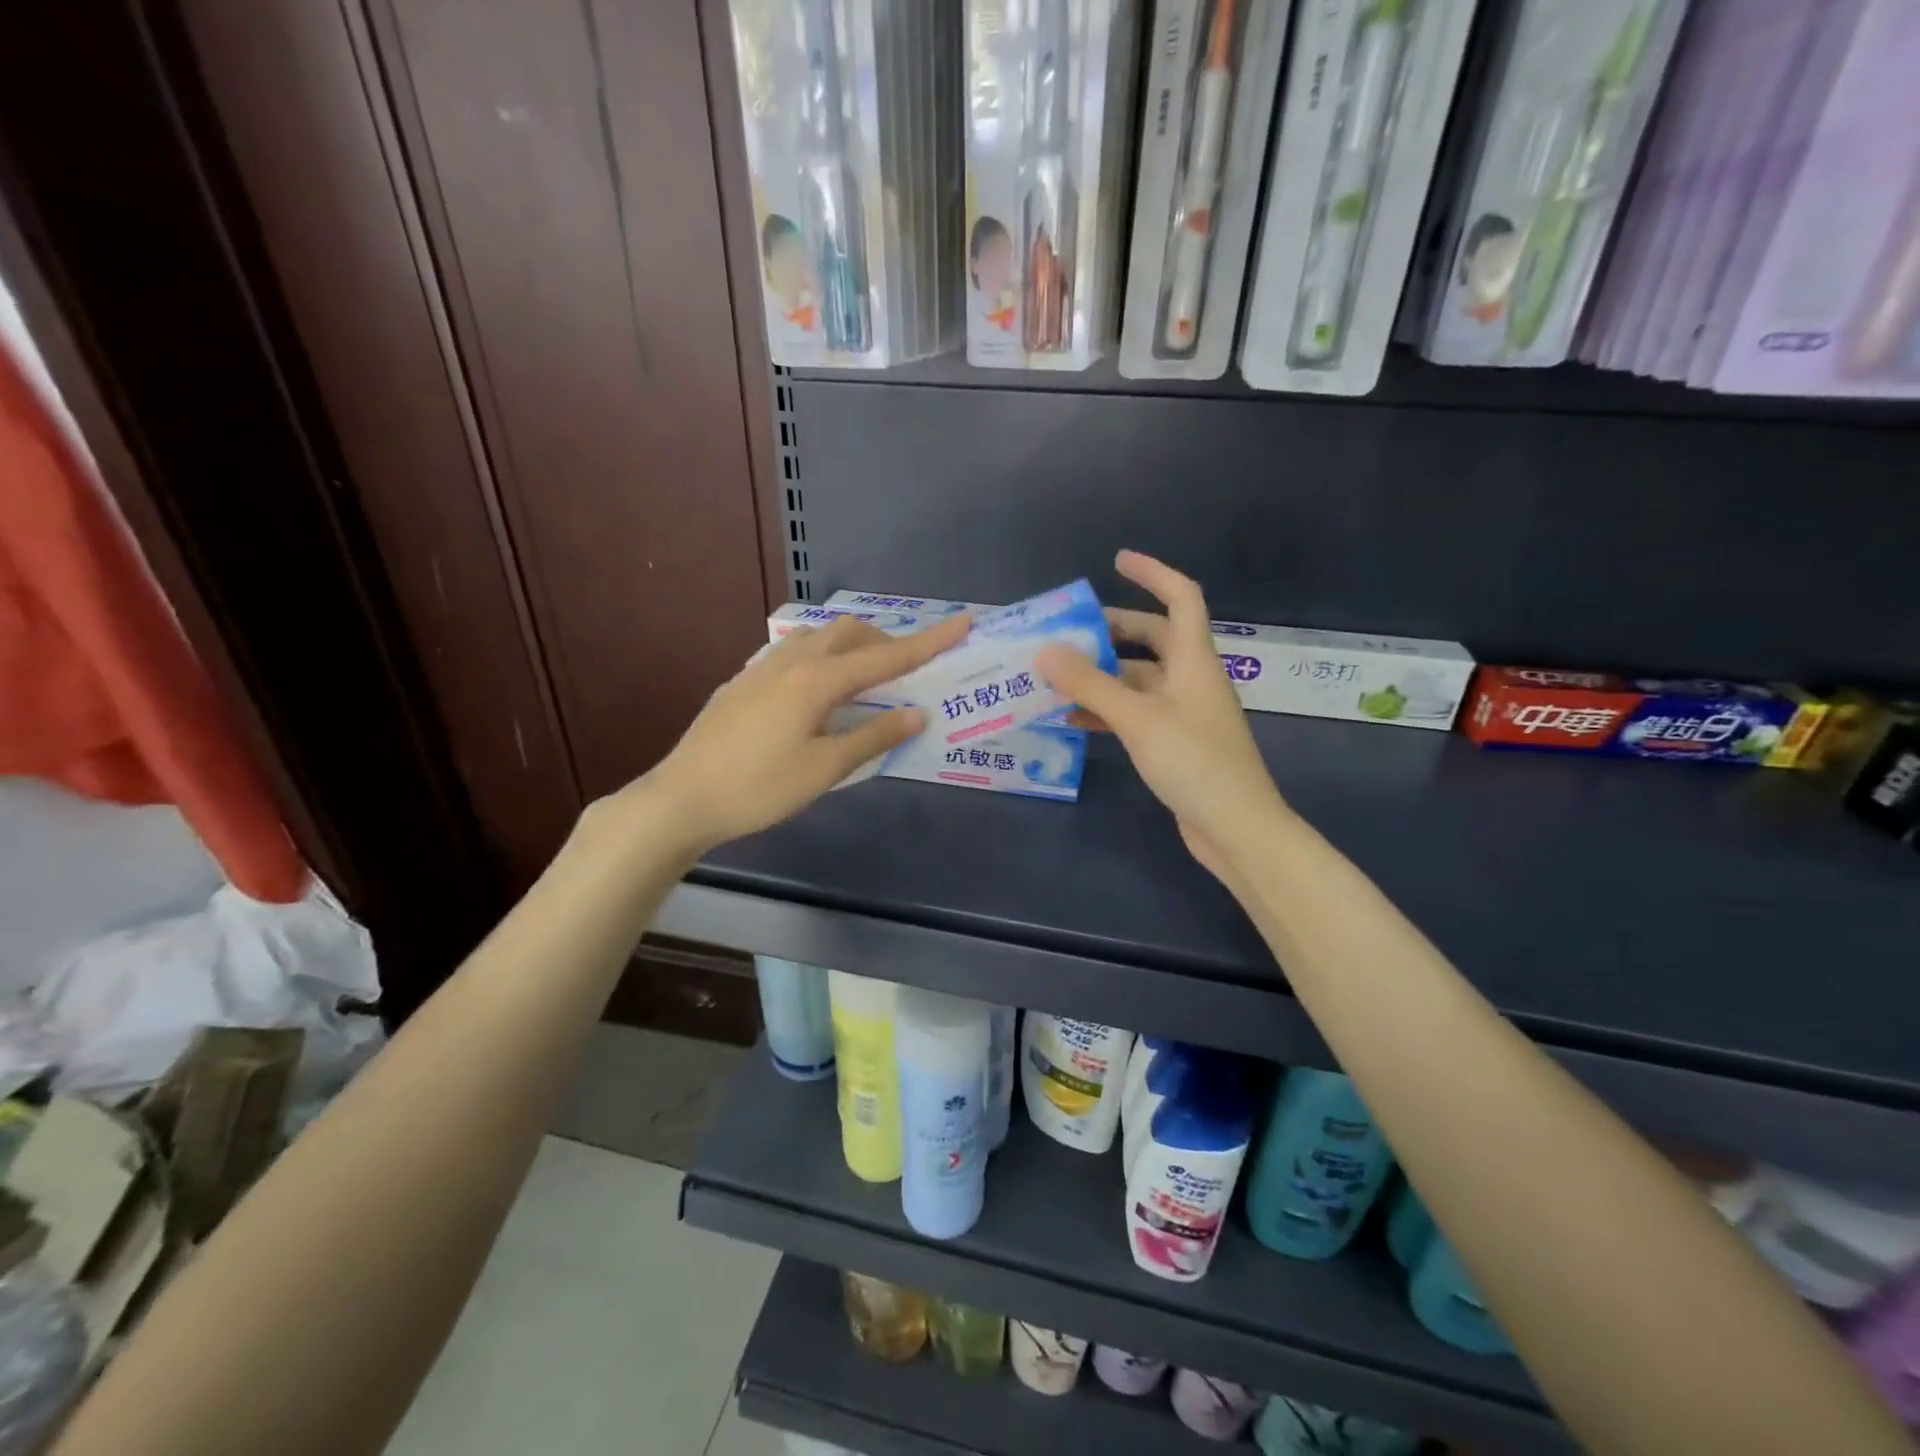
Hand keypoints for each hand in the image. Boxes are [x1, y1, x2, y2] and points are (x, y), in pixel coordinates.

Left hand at [616, 613, 970, 857]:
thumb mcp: (825, 768)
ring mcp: (761, 668)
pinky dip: (821, 660)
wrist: (681, 798)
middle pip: (848, 632)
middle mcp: (790, 661)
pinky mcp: (742, 683)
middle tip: (903, 672)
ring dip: (850, 648)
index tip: (962, 623)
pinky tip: (816, 696)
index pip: (885, 657)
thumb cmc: (759, 788)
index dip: (928, 642)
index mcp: (816, 680)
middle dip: (884, 641)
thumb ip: (874, 736)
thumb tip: (918, 713)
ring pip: (817, 638)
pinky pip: (793, 654)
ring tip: (863, 683)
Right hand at [1036, 551, 1288, 883]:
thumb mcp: (1137, 719)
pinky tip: (1073, 718)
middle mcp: (1191, 679)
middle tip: (1069, 630)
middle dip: (1113, 629)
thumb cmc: (1194, 763)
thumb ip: (1090, 683)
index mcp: (1193, 660)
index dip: (1153, 572)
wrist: (1236, 828)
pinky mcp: (1175, 743)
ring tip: (1057, 675)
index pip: (1181, 597)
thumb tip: (1045, 650)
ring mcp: (1184, 712)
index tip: (1117, 561)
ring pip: (1139, 679)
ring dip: (1103, 673)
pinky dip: (1107, 709)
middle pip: (1154, 637)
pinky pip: (1136, 713)